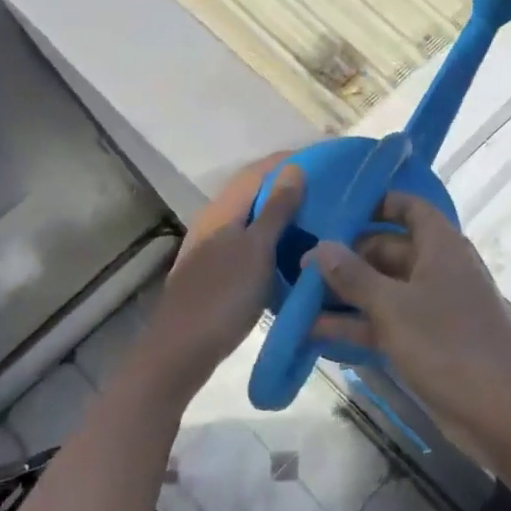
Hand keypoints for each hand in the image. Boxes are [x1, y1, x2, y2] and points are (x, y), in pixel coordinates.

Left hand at [138, 153, 304, 397]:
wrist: (182, 350)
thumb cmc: (224, 295)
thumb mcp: (257, 249)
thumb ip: (276, 208)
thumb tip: (295, 168)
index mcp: (223, 209)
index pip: (259, 170)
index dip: (289, 161)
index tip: (325, 160)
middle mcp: (214, 220)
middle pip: (254, 191)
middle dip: (288, 185)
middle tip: (328, 190)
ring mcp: (212, 246)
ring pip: (252, 218)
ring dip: (281, 212)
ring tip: (317, 216)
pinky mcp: (215, 270)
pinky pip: (249, 241)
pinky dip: (272, 237)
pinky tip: (291, 250)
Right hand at [305, 193, 510, 467]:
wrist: (504, 412)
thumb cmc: (448, 344)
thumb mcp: (393, 307)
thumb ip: (353, 276)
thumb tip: (320, 247)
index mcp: (441, 246)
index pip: (409, 207)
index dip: (376, 204)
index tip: (335, 211)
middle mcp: (438, 269)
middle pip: (388, 250)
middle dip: (347, 258)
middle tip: (300, 267)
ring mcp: (434, 308)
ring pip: (384, 290)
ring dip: (346, 296)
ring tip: (297, 300)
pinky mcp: (428, 342)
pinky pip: (387, 324)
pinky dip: (358, 327)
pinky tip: (315, 335)